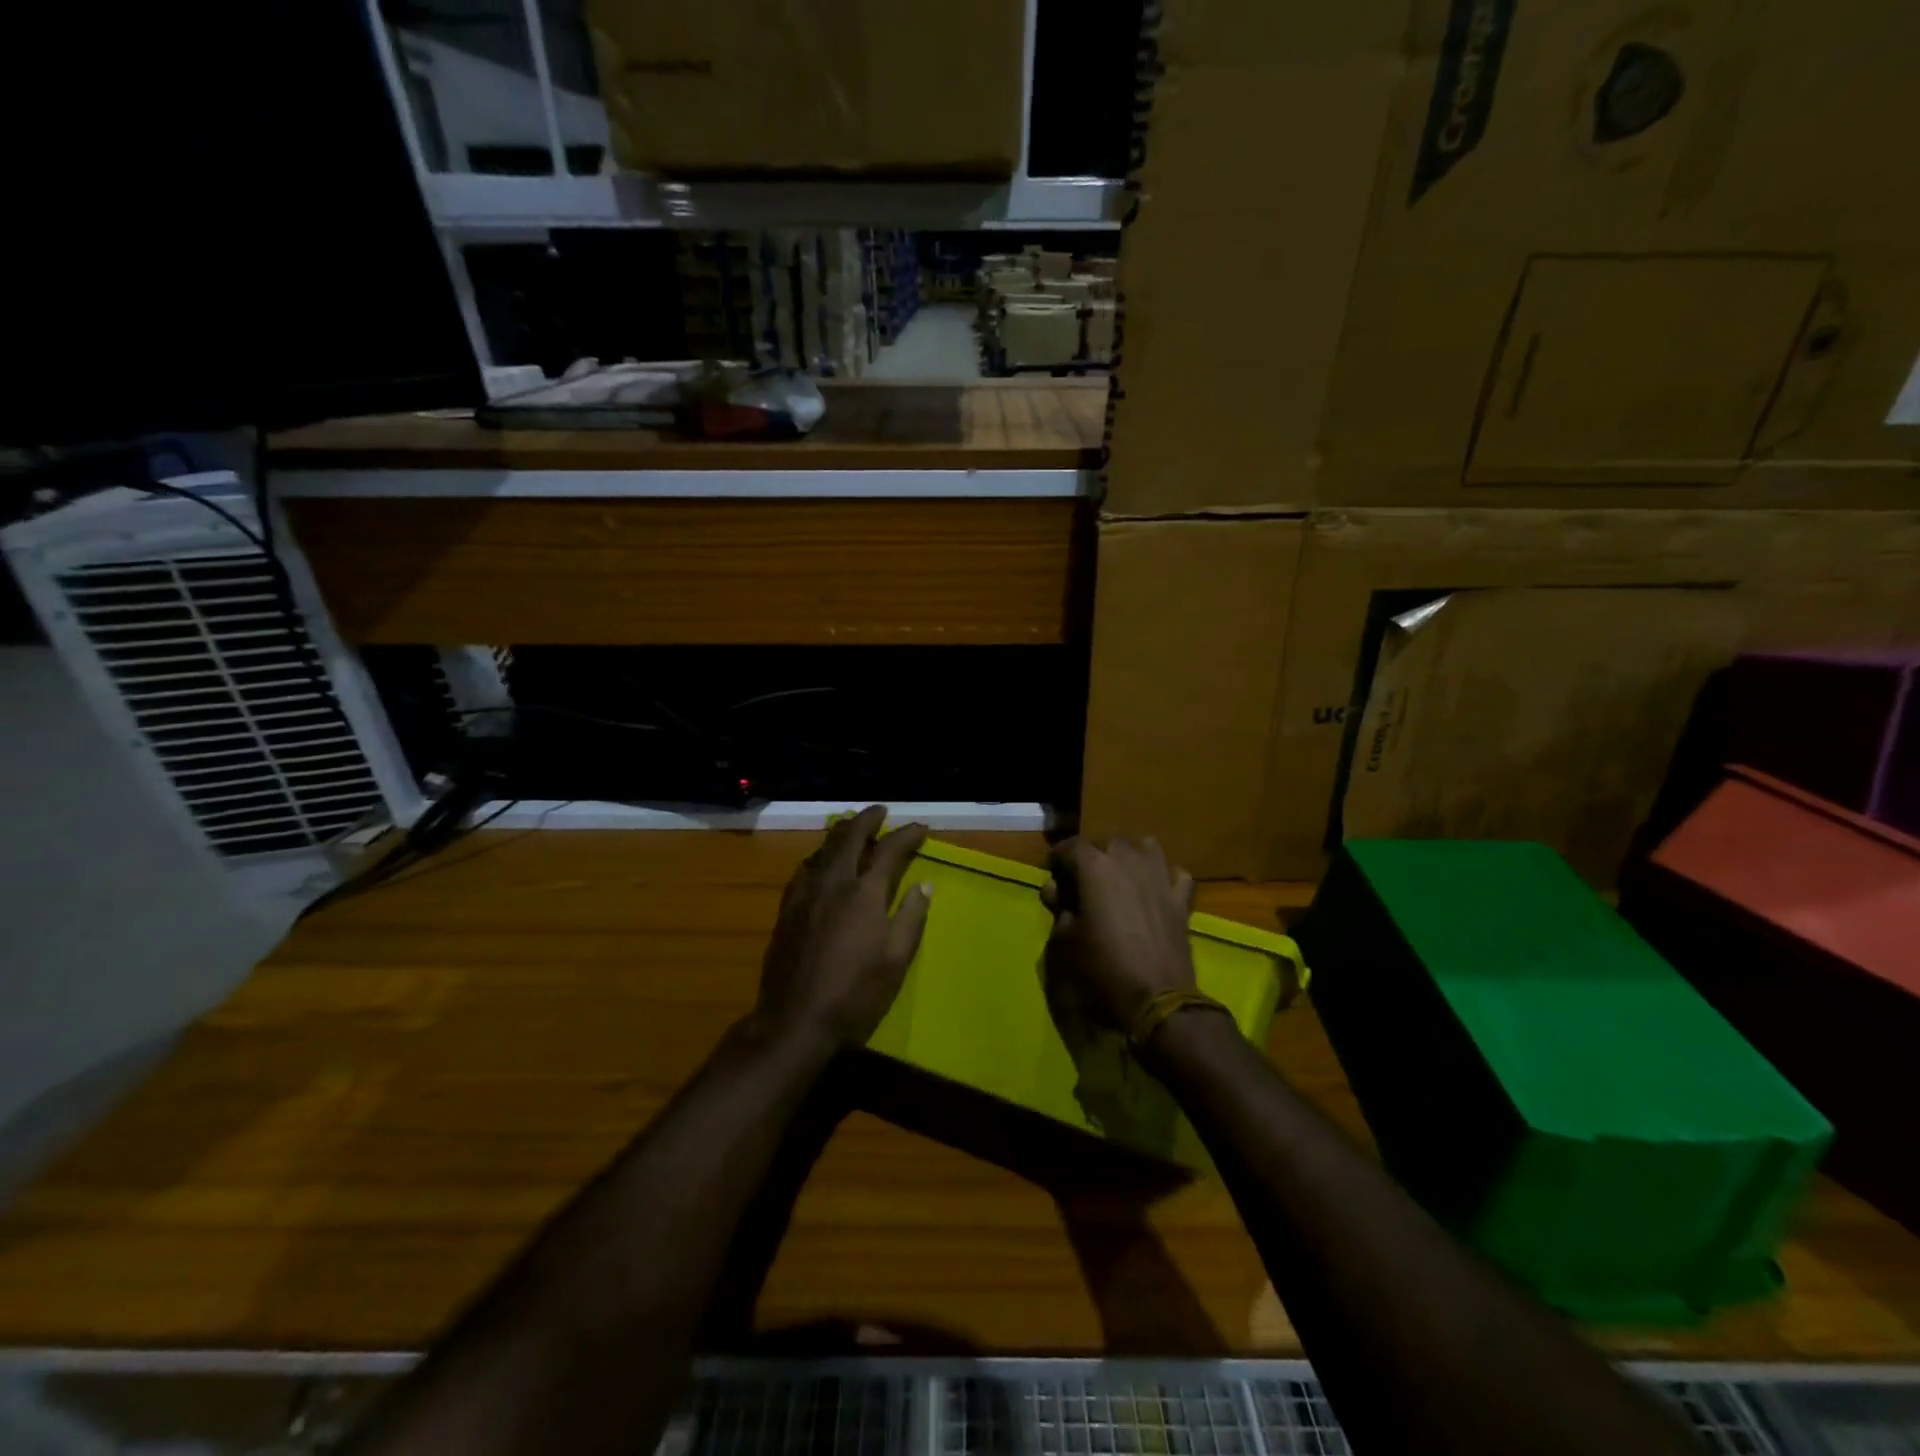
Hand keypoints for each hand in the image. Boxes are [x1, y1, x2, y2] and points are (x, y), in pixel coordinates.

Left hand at [752, 806, 932, 1054]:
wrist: (794, 1019)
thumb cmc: (855, 993)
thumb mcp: (896, 959)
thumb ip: (911, 916)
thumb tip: (924, 884)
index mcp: (864, 892)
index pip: (889, 850)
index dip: (907, 835)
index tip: (921, 828)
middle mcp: (833, 882)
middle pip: (849, 836)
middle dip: (867, 819)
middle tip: (880, 811)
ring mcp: (805, 893)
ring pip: (823, 848)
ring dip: (841, 833)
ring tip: (852, 828)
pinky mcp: (787, 908)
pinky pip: (805, 867)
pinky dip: (820, 855)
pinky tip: (821, 862)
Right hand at [1041, 836, 1196, 1030]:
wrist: (1157, 999)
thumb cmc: (1101, 968)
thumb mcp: (1064, 941)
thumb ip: (1059, 908)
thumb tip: (1056, 890)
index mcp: (1094, 867)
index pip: (1069, 847)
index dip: (1056, 861)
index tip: (1052, 877)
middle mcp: (1128, 860)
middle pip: (1107, 842)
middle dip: (1092, 856)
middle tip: (1083, 883)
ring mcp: (1159, 877)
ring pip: (1145, 847)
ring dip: (1130, 856)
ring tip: (1120, 878)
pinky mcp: (1181, 899)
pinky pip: (1175, 874)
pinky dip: (1165, 877)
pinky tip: (1156, 891)